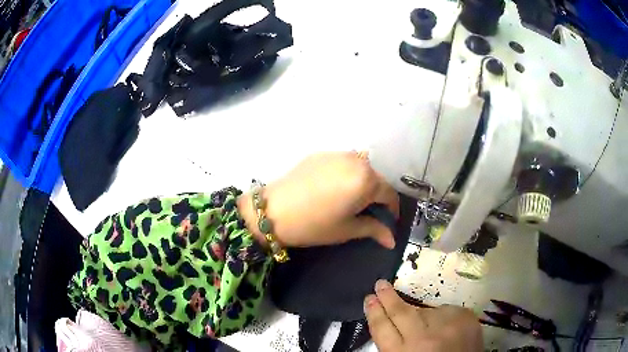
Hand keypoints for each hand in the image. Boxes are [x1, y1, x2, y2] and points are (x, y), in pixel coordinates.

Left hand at [237, 152, 398, 247]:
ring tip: (351, 200)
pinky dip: (345, 174)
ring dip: (362, 182)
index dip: (392, 210)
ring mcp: (337, 154)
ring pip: (360, 168)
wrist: (272, 211)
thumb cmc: (314, 225)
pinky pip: (342, 162)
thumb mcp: (347, 229)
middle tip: (368, 213)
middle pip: (376, 179)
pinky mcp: (321, 153)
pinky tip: (333, 188)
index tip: (388, 221)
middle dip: (376, 196)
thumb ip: (374, 230)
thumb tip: (392, 240)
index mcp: (366, 180)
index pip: (389, 194)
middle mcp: (356, 160)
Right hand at [364, 280, 482, 351]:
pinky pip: (446, 310)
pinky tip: (445, 328)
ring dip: (422, 315)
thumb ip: (395, 345)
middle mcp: (423, 339)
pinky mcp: (465, 318)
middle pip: (401, 313)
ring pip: (426, 310)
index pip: (382, 328)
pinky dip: (442, 317)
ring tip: (427, 328)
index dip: (374, 313)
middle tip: (380, 284)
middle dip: (389, 298)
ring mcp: (446, 326)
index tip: (369, 299)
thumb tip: (389, 322)